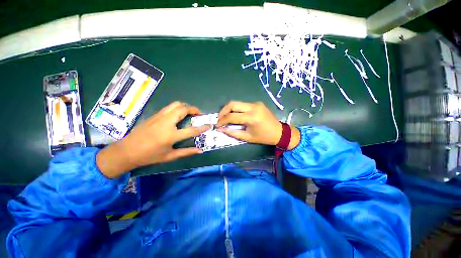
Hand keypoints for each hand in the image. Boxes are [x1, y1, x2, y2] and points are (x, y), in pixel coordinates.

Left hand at [96, 102, 209, 177]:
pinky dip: (178, 107)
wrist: (126, 150)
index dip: (202, 127)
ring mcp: (159, 116)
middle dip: (194, 109)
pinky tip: (179, 114)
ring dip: (186, 106)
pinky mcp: (155, 115)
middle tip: (199, 113)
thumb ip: (186, 152)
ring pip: (176, 104)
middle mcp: (166, 122)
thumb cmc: (149, 155)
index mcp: (171, 135)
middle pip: (183, 109)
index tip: (209, 125)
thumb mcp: (170, 156)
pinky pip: (170, 107)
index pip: (192, 129)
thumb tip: (200, 150)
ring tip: (190, 112)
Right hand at [217, 101, 299, 148]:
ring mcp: (256, 103)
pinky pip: (243, 104)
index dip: (222, 120)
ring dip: (229, 109)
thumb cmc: (263, 137)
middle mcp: (253, 107)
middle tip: (219, 118)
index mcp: (252, 117)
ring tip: (225, 117)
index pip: (232, 116)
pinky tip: (235, 115)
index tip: (217, 125)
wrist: (279, 132)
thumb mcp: (247, 137)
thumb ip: (233, 133)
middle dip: (223, 111)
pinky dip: (236, 109)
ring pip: (237, 103)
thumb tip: (221, 129)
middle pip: (232, 104)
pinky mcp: (257, 103)